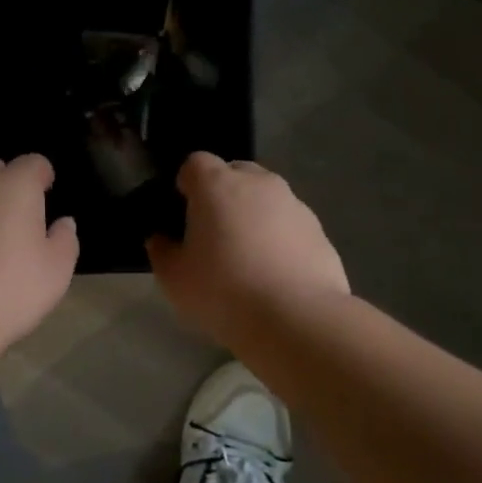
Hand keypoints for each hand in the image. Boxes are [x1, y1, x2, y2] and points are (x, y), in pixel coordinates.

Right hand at [147, 153, 348, 344]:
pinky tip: (275, 275)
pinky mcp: (319, 231)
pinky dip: (280, 239)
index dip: (187, 183)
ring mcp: (294, 205)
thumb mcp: (174, 278)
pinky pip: (290, 225)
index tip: (183, 211)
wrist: (296, 319)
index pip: (196, 162)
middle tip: (214, 233)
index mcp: (217, 185)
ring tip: (248, 258)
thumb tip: (161, 239)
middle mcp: (259, 183)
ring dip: (254, 216)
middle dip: (223, 194)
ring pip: (266, 198)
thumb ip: (162, 251)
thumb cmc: (223, 291)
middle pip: (235, 173)